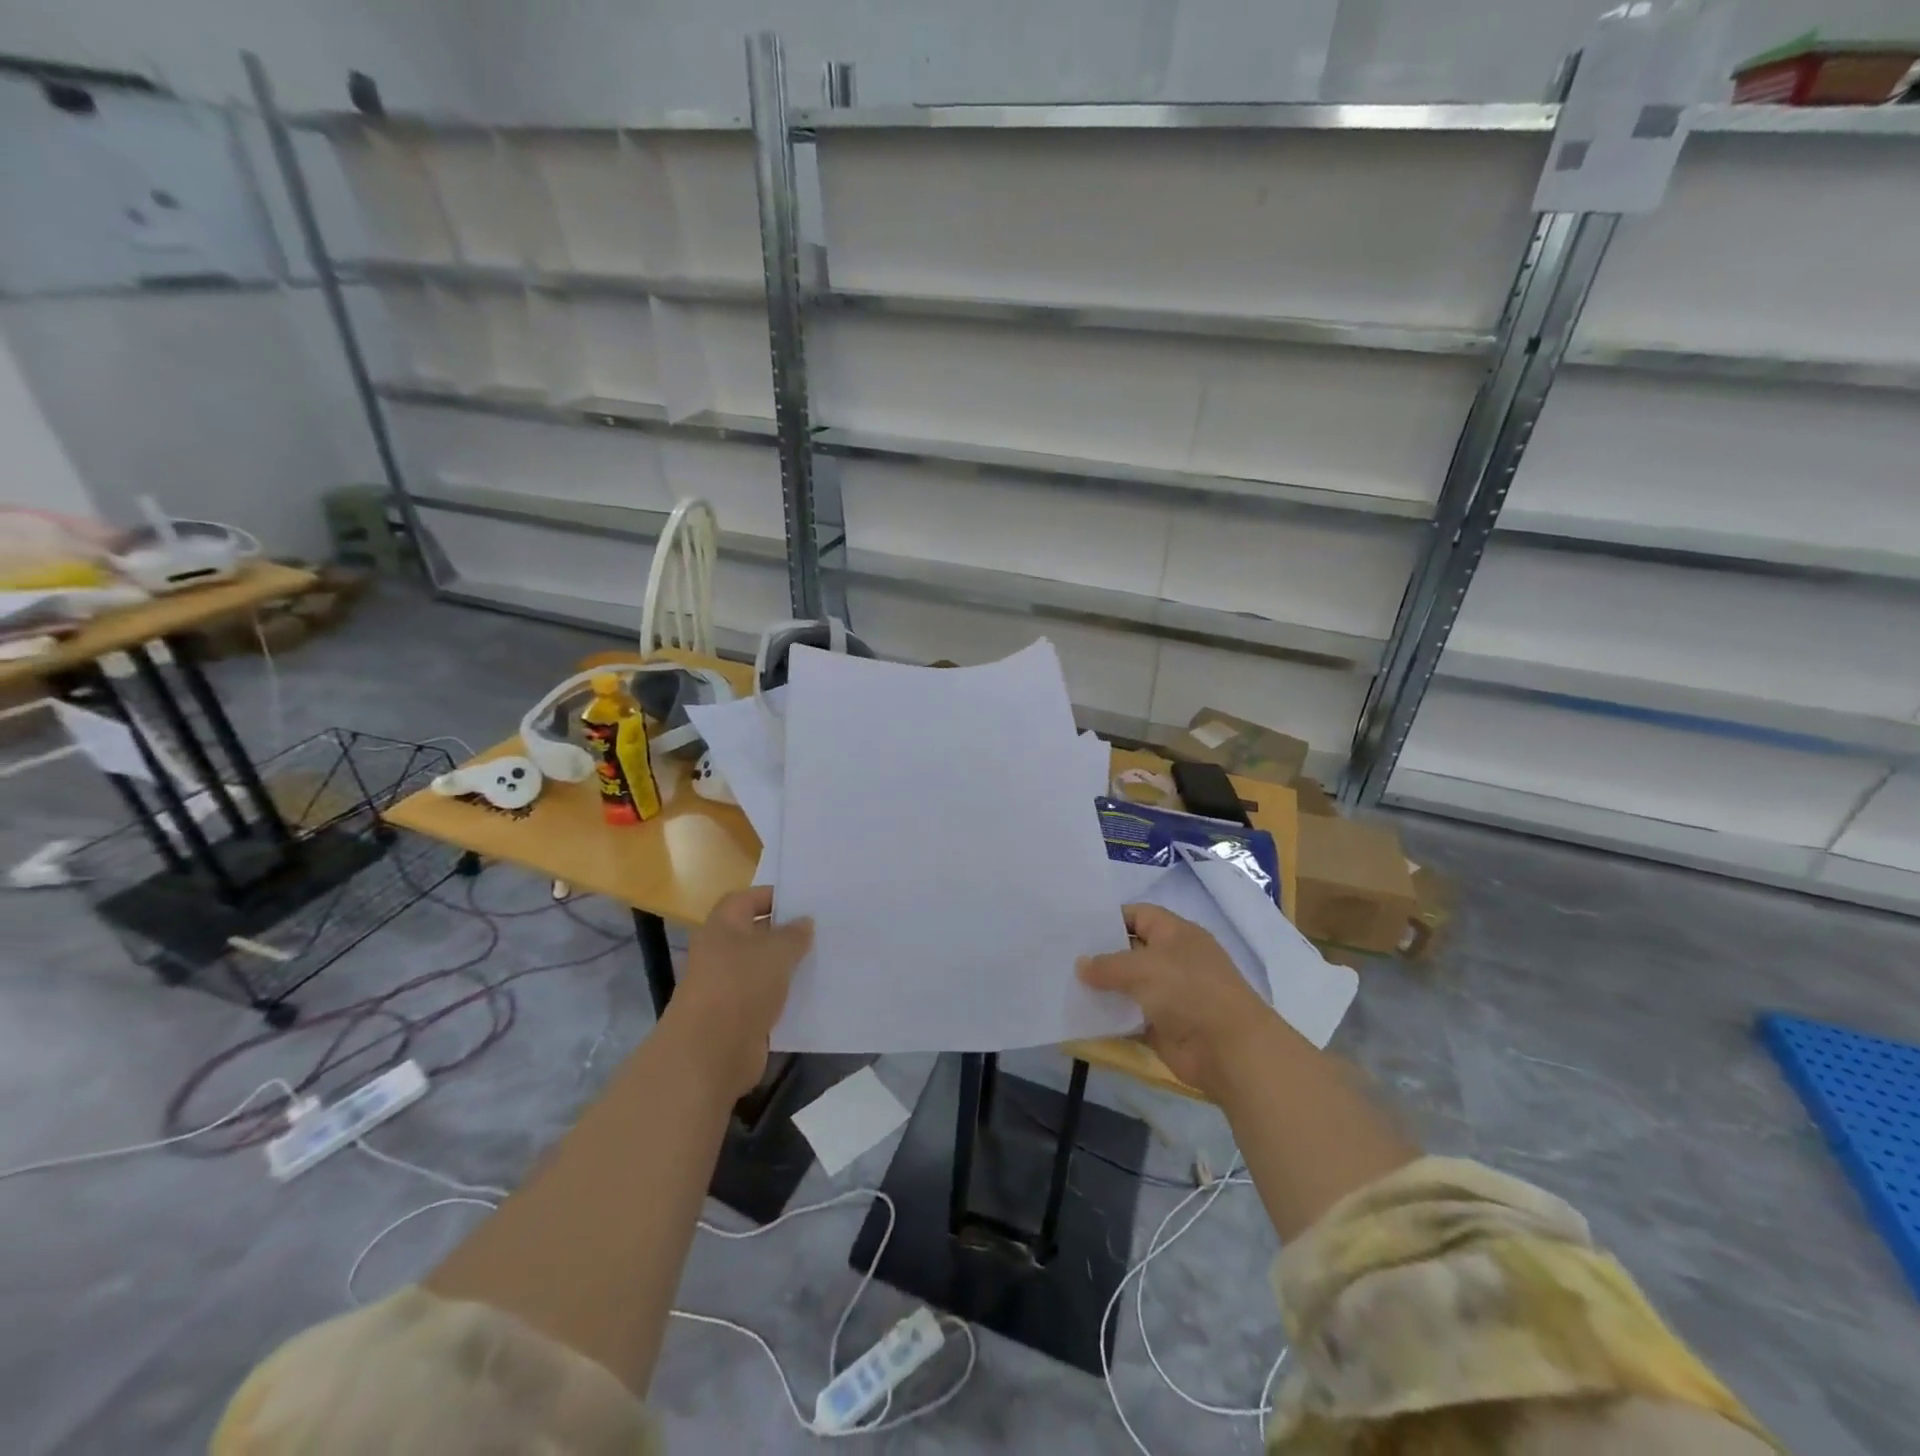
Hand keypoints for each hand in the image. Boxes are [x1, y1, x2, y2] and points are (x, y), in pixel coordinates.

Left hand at [668, 886, 812, 1098]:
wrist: (710, 1054)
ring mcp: (727, 988)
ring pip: (763, 968)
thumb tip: (804, 922)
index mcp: (722, 927)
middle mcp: (721, 953)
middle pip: (756, 934)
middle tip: (823, 929)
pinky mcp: (738, 1018)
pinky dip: (786, 996)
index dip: (773, 896)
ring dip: (788, 966)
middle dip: (786, 932)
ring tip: (825, 959)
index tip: (805, 901)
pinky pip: (767, 998)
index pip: (747, 899)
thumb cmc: (740, 987)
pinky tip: (813, 994)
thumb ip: (794, 934)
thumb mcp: (776, 952)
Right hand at [1078, 904, 1286, 1098]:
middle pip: (1131, 950)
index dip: (1110, 918)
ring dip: (1103, 988)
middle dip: (1101, 954)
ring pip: (1129, 986)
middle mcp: (1173, 960)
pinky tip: (1082, 1016)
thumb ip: (1108, 965)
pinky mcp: (1163, 1026)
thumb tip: (1080, 965)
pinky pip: (1130, 1017)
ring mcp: (1169, 995)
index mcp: (1176, 934)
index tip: (1077, 927)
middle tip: (1063, 956)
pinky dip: (1111, 1017)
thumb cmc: (1189, 992)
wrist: (1229, 1050)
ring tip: (1066, 984)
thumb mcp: (1143, 968)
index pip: (1138, 915)